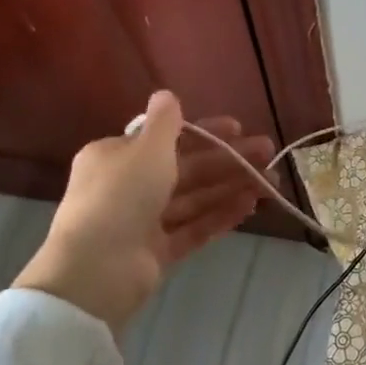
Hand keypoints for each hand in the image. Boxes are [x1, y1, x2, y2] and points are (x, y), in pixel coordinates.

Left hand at [14, 91, 274, 329]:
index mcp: (117, 157)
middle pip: (187, 168)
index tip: (239, 127)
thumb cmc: (121, 196)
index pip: (168, 138)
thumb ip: (164, 122)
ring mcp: (143, 222)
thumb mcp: (146, 148)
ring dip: (231, 187)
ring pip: (195, 199)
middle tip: (268, 153)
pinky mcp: (156, 252)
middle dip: (229, 160)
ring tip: (269, 182)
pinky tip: (250, 206)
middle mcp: (128, 186)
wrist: (96, 270)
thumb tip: (166, 94)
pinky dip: (220, 216)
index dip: (205, 131)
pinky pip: (193, 229)